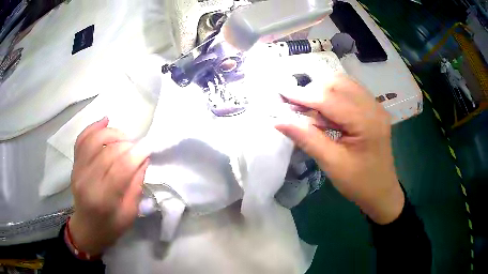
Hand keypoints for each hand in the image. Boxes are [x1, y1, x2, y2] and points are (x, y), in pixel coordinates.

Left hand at [69, 117, 149, 254]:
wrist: (88, 228)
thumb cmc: (111, 226)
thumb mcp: (130, 213)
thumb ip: (135, 185)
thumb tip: (142, 159)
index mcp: (103, 198)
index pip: (120, 168)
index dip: (136, 154)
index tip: (148, 148)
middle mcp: (87, 180)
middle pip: (108, 152)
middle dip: (127, 144)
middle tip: (138, 147)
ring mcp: (78, 170)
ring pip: (93, 140)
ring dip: (112, 133)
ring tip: (124, 138)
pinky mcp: (74, 164)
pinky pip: (82, 139)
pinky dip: (93, 127)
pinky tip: (105, 121)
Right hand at [275, 74, 403, 223]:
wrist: (382, 192)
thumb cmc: (359, 183)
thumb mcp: (332, 164)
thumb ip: (307, 139)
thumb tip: (279, 120)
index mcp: (367, 122)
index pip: (331, 99)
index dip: (303, 95)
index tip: (281, 94)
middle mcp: (373, 107)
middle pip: (338, 83)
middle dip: (313, 90)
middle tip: (295, 106)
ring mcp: (375, 106)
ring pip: (343, 83)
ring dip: (322, 90)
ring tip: (308, 107)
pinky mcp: (373, 109)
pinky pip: (349, 91)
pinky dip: (332, 95)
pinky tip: (324, 110)